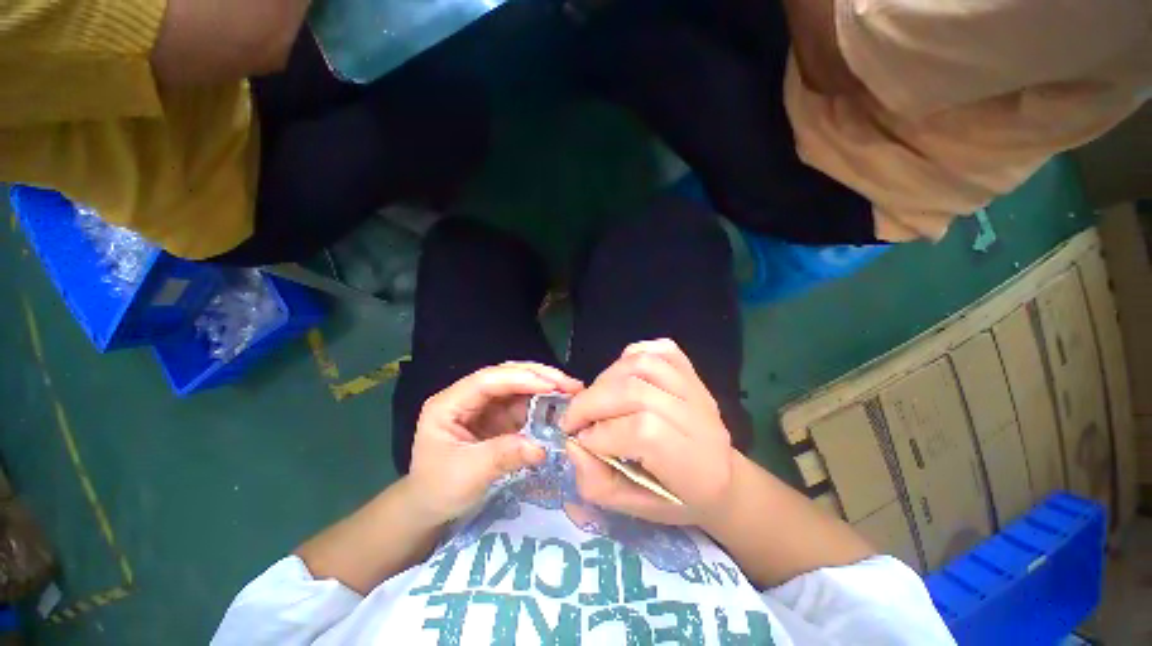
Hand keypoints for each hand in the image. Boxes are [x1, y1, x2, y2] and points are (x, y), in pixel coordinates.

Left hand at [406, 363, 582, 523]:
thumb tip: (542, 447)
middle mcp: (468, 396)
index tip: (553, 385)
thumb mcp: (467, 475)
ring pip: (519, 385)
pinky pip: (524, 403)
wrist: (430, 508)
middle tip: (571, 385)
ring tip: (572, 392)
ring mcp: (485, 405)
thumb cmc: (438, 490)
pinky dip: (543, 403)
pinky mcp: (498, 416)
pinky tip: (560, 406)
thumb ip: (504, 456)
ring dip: (546, 386)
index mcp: (449, 403)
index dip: (521, 378)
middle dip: (540, 377)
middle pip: (506, 375)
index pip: (488, 380)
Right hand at [561, 339, 735, 525]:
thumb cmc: (676, 497)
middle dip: (592, 403)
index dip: (603, 433)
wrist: (720, 474)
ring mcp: (697, 388)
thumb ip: (598, 483)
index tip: (581, 441)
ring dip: (605, 379)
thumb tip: (573, 444)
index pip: (644, 431)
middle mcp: (700, 419)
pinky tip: (619, 377)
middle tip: (573, 419)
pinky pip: (658, 349)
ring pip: (643, 364)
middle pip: (637, 391)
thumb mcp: (635, 508)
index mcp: (694, 464)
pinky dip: (630, 357)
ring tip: (593, 399)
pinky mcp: (691, 371)